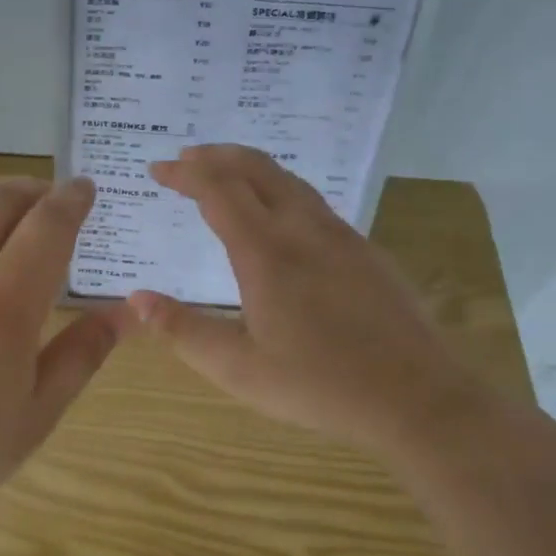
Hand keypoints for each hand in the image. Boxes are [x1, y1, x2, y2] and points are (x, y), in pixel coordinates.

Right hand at [129, 145, 491, 450]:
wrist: (419, 399)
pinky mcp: (365, 250)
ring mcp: (341, 236)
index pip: (218, 190)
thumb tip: (136, 299)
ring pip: (289, 180)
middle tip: (186, 158)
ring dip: (249, 167)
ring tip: (224, 173)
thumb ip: (184, 331)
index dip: (185, 173)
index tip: (157, 168)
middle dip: (215, 156)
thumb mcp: (239, 369)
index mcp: (266, 254)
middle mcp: (303, 230)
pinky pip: (313, 201)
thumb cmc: (320, 386)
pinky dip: (279, 188)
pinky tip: (278, 214)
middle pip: (256, 168)